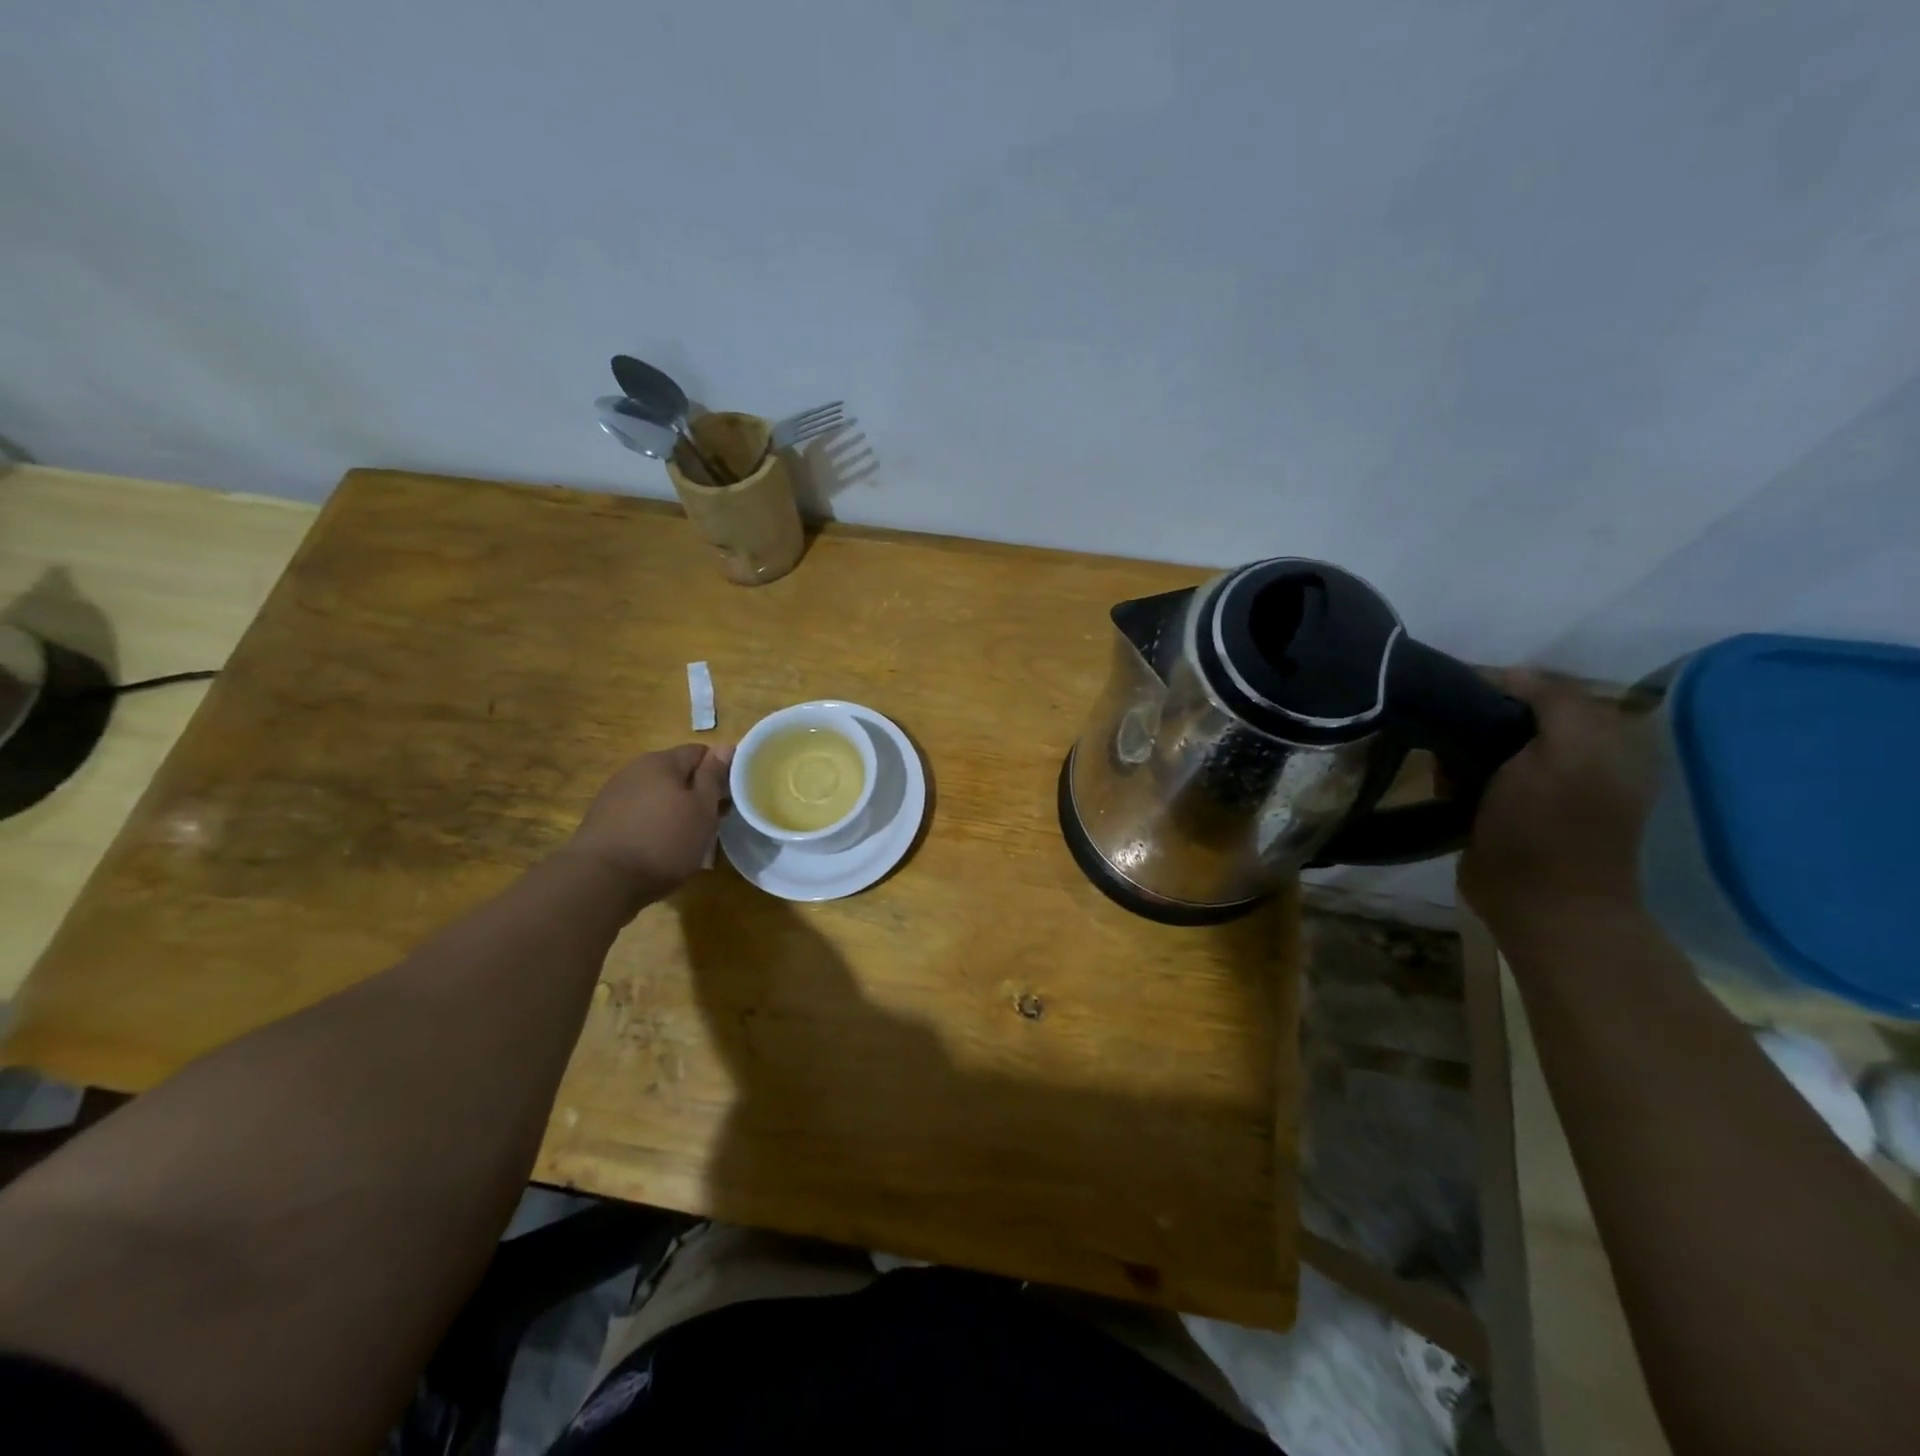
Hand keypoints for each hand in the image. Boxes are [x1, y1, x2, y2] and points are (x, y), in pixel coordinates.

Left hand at [566, 744, 732, 895]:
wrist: (600, 880)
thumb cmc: (663, 841)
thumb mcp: (701, 809)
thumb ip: (713, 776)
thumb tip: (725, 746)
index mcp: (661, 761)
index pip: (701, 752)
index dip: (720, 771)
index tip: (730, 797)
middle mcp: (635, 770)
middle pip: (677, 774)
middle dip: (697, 794)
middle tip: (713, 822)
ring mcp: (614, 795)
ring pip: (658, 796)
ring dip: (676, 811)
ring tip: (687, 839)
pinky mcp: (602, 820)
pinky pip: (640, 814)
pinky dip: (654, 825)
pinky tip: (659, 848)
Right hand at [1459, 671, 1659, 927]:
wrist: (1537, 902)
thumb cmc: (1552, 825)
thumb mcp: (1566, 751)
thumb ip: (1553, 700)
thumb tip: (1512, 672)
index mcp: (1602, 739)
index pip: (1547, 690)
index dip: (1506, 687)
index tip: (1463, 692)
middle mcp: (1573, 758)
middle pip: (1512, 717)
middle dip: (1477, 720)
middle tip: (1450, 730)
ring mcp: (1536, 787)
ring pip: (1485, 745)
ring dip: (1460, 750)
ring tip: (1444, 762)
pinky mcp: (1504, 811)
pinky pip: (1471, 776)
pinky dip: (1453, 776)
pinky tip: (1445, 786)